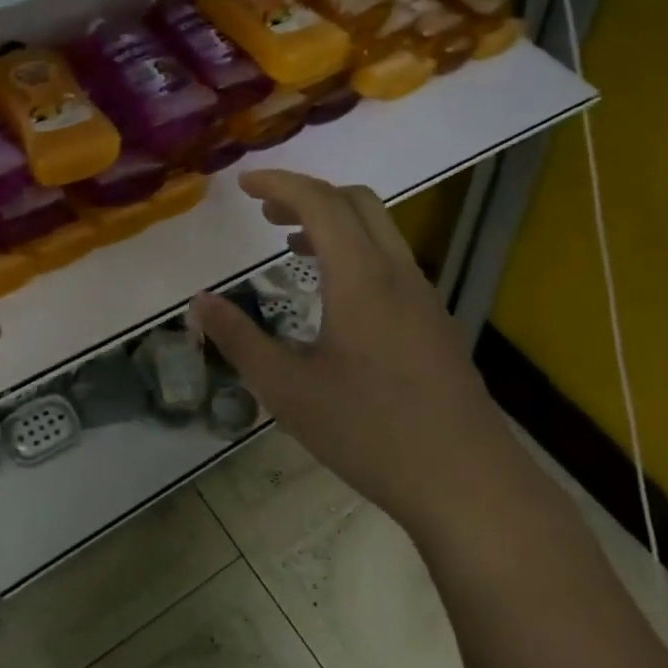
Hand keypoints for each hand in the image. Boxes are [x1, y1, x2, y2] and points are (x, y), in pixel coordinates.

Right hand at [189, 170, 508, 535]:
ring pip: (377, 230)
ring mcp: (422, 296)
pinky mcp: (433, 322)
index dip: (278, 183)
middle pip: (356, 201)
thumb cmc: (370, 432)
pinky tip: (331, 296)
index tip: (242, 184)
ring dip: (331, 222)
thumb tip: (200, 303)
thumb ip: (239, 340)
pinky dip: (352, 251)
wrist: (467, 484)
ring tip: (289, 247)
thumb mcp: (287, 390)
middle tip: (263, 213)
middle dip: (306, 194)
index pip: (319, 202)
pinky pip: (389, 261)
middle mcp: (397, 273)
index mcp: (361, 278)